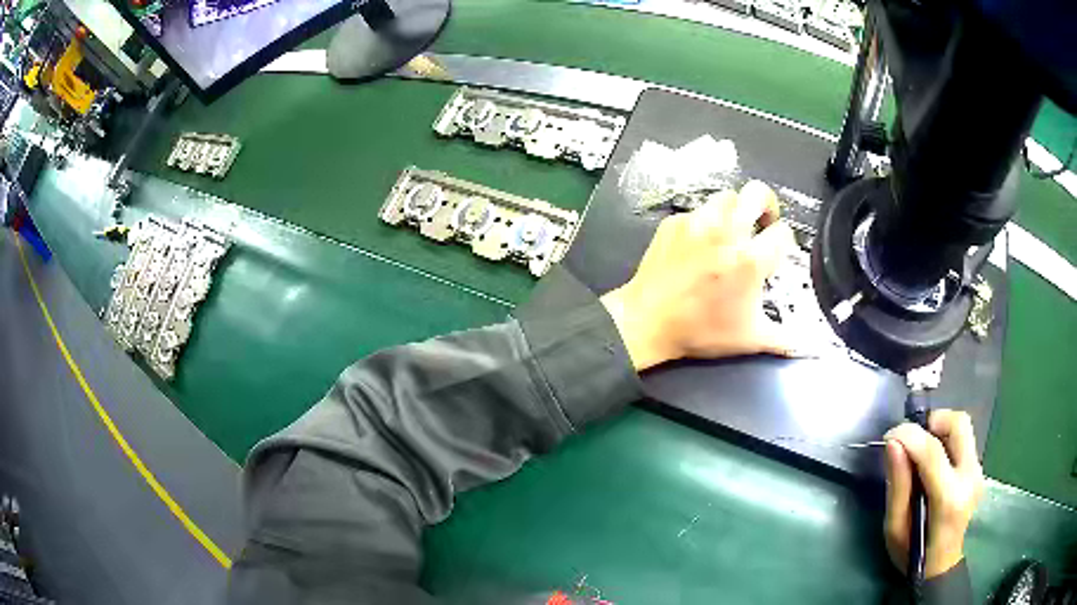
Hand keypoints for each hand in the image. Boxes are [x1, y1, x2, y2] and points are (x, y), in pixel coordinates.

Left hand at [601, 180, 797, 370]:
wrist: (648, 321)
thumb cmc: (701, 331)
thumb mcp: (749, 339)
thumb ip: (783, 340)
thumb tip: (805, 348)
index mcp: (750, 259)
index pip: (783, 232)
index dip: (784, 243)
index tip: (775, 254)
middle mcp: (726, 232)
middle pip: (758, 192)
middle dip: (767, 205)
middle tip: (762, 223)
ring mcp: (697, 222)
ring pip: (726, 196)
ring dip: (735, 209)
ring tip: (731, 231)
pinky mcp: (674, 222)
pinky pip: (697, 210)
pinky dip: (705, 222)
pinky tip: (700, 243)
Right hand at [883, 409, 984, 578]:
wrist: (940, 567)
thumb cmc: (912, 554)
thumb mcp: (895, 528)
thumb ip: (897, 485)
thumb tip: (893, 444)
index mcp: (948, 498)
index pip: (933, 451)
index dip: (909, 435)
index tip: (889, 436)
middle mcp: (970, 477)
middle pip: (959, 424)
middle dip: (932, 421)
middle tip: (912, 439)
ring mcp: (978, 472)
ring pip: (962, 428)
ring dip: (939, 430)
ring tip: (920, 452)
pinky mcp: (978, 469)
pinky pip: (963, 441)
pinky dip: (945, 441)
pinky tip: (931, 464)